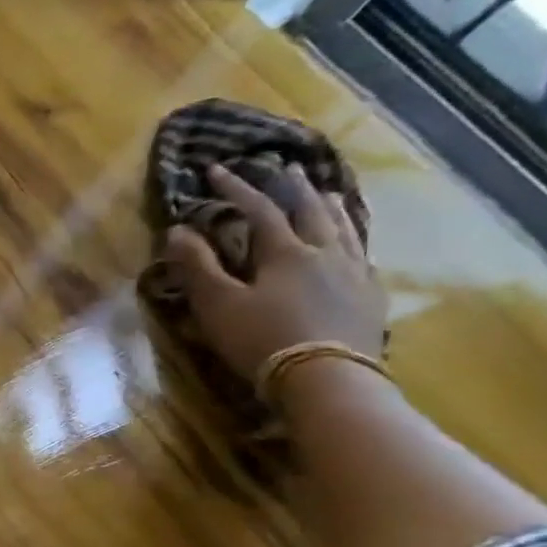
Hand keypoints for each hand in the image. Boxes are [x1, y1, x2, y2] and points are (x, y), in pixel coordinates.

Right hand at [163, 163, 386, 378]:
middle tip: (285, 168)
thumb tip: (177, 229)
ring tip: (327, 192)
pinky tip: (353, 243)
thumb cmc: (262, 339)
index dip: (236, 187)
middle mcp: (325, 252)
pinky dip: (353, 238)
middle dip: (292, 188)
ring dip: (330, 206)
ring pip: (344, 227)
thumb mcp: (218, 305)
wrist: (326, 379)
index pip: (259, 209)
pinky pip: (363, 253)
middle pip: (310, 210)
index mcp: (285, 252)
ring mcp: (354, 272)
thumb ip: (197, 266)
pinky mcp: (369, 296)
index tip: (217, 169)